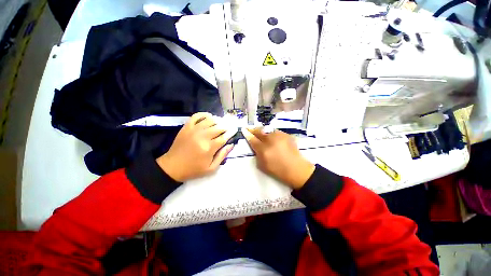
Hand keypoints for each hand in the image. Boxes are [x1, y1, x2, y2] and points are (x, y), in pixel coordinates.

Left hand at [156, 113, 236, 181]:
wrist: (172, 167)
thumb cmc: (193, 169)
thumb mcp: (211, 168)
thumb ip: (222, 155)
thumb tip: (231, 145)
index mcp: (209, 148)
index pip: (224, 137)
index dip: (231, 133)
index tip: (236, 129)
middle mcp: (202, 136)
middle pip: (219, 127)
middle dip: (226, 126)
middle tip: (230, 125)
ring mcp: (193, 130)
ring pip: (209, 120)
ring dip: (218, 120)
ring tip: (221, 122)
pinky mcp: (186, 127)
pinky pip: (196, 116)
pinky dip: (204, 114)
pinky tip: (209, 116)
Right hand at [242, 128, 314, 188]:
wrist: (296, 169)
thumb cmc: (278, 170)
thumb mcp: (262, 165)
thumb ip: (257, 154)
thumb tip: (255, 145)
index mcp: (263, 150)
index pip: (252, 139)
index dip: (247, 134)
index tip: (244, 130)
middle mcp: (271, 140)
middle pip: (259, 131)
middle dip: (253, 129)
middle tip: (249, 127)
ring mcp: (279, 136)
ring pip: (267, 130)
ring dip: (262, 131)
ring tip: (260, 132)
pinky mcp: (286, 135)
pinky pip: (275, 132)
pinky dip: (271, 133)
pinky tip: (271, 137)